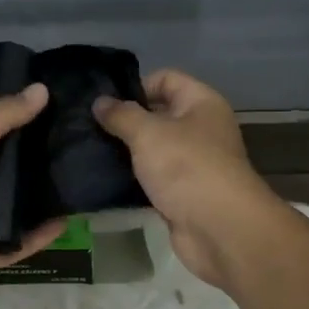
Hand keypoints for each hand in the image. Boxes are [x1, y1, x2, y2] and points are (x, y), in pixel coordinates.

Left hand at [0, 84, 66, 302]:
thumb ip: (0, 117)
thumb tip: (42, 89)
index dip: (25, 122)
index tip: (65, 111)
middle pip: (9, 173)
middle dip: (40, 163)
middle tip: (83, 150)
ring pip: (15, 210)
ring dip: (43, 201)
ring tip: (83, 185)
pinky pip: (16, 245)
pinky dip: (39, 238)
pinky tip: (67, 224)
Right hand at [93, 69, 283, 287]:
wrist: (220, 229)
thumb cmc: (186, 168)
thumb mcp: (148, 133)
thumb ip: (121, 115)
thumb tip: (100, 102)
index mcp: (201, 103)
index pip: (166, 79)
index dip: (135, 85)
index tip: (104, 103)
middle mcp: (201, 129)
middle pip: (158, 114)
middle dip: (126, 120)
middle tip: (89, 127)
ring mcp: (193, 163)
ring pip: (154, 149)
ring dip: (127, 152)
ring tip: (91, 152)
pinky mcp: (183, 193)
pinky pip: (153, 178)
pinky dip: (134, 179)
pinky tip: (106, 180)